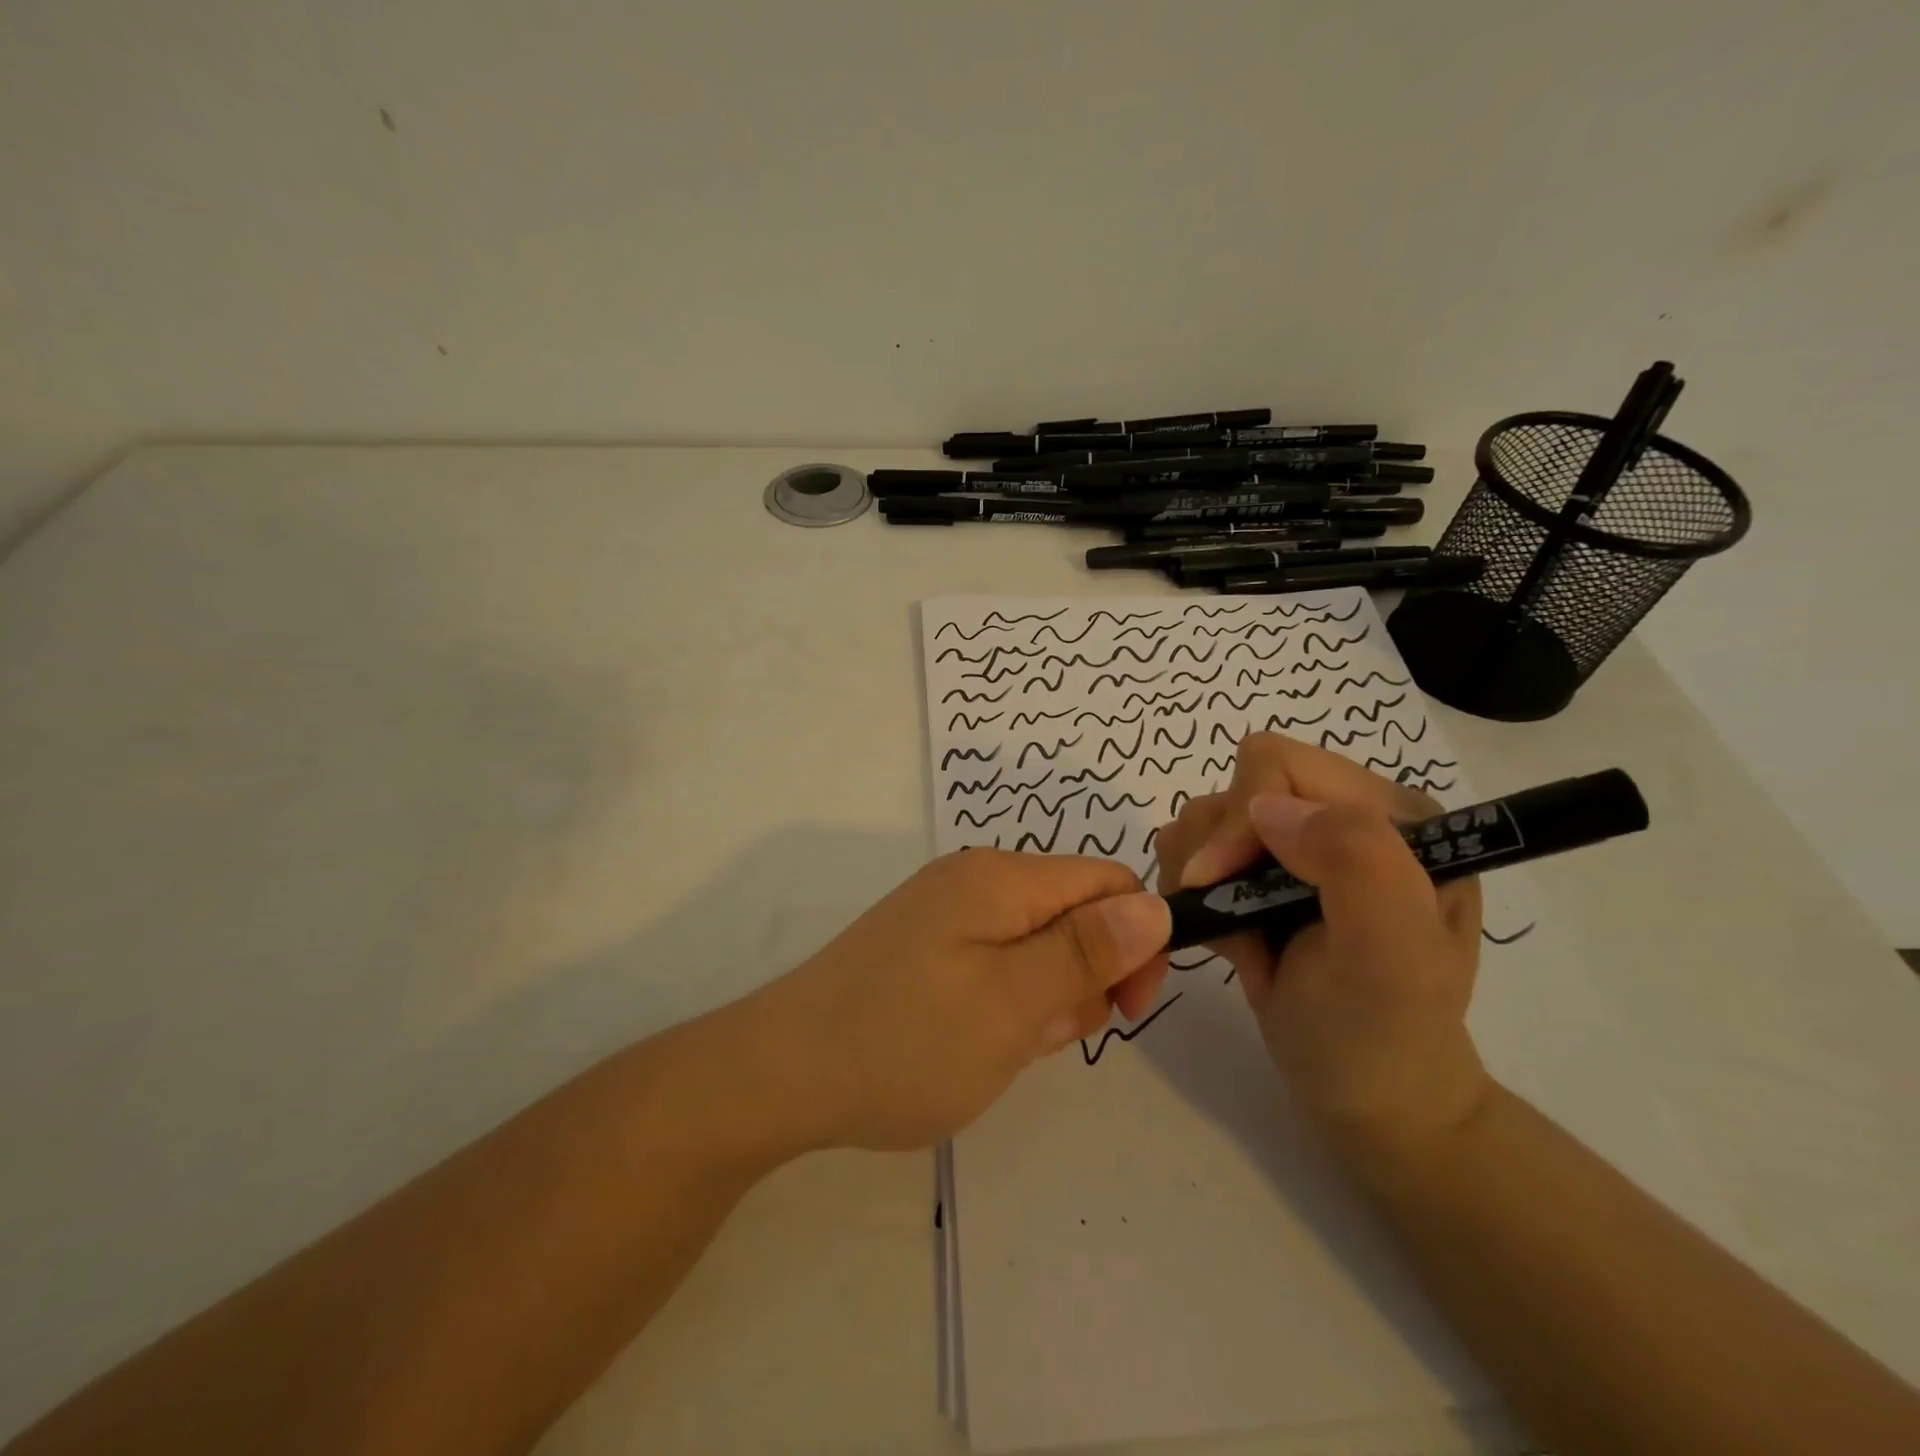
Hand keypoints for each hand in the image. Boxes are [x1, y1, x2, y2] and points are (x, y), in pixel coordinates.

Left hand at [749, 850, 1170, 1150]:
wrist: (782, 1074)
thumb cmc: (906, 1040)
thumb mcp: (1012, 1002)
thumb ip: (1087, 951)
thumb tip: (1155, 905)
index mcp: (1001, 878)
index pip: (1108, 882)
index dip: (1136, 940)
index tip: (1125, 1008)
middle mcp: (975, 881)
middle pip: (1073, 915)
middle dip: (1081, 978)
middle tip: (1038, 1035)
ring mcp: (945, 915)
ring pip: (1036, 948)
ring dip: (1041, 1000)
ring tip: (998, 1046)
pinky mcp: (926, 948)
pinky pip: (995, 966)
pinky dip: (1003, 1006)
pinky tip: (971, 1043)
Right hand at [1153, 733, 1489, 1167]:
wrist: (1368, 1098)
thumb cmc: (1383, 1036)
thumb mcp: (1392, 958)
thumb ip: (1355, 863)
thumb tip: (1266, 806)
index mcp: (1393, 815)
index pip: (1280, 766)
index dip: (1239, 819)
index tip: (1217, 884)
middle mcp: (1344, 814)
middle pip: (1235, 784)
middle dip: (1214, 850)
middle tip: (1222, 914)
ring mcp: (1299, 842)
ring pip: (1206, 813)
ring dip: (1198, 873)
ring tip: (1233, 935)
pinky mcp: (1260, 869)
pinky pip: (1194, 847)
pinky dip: (1191, 890)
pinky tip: (1229, 938)